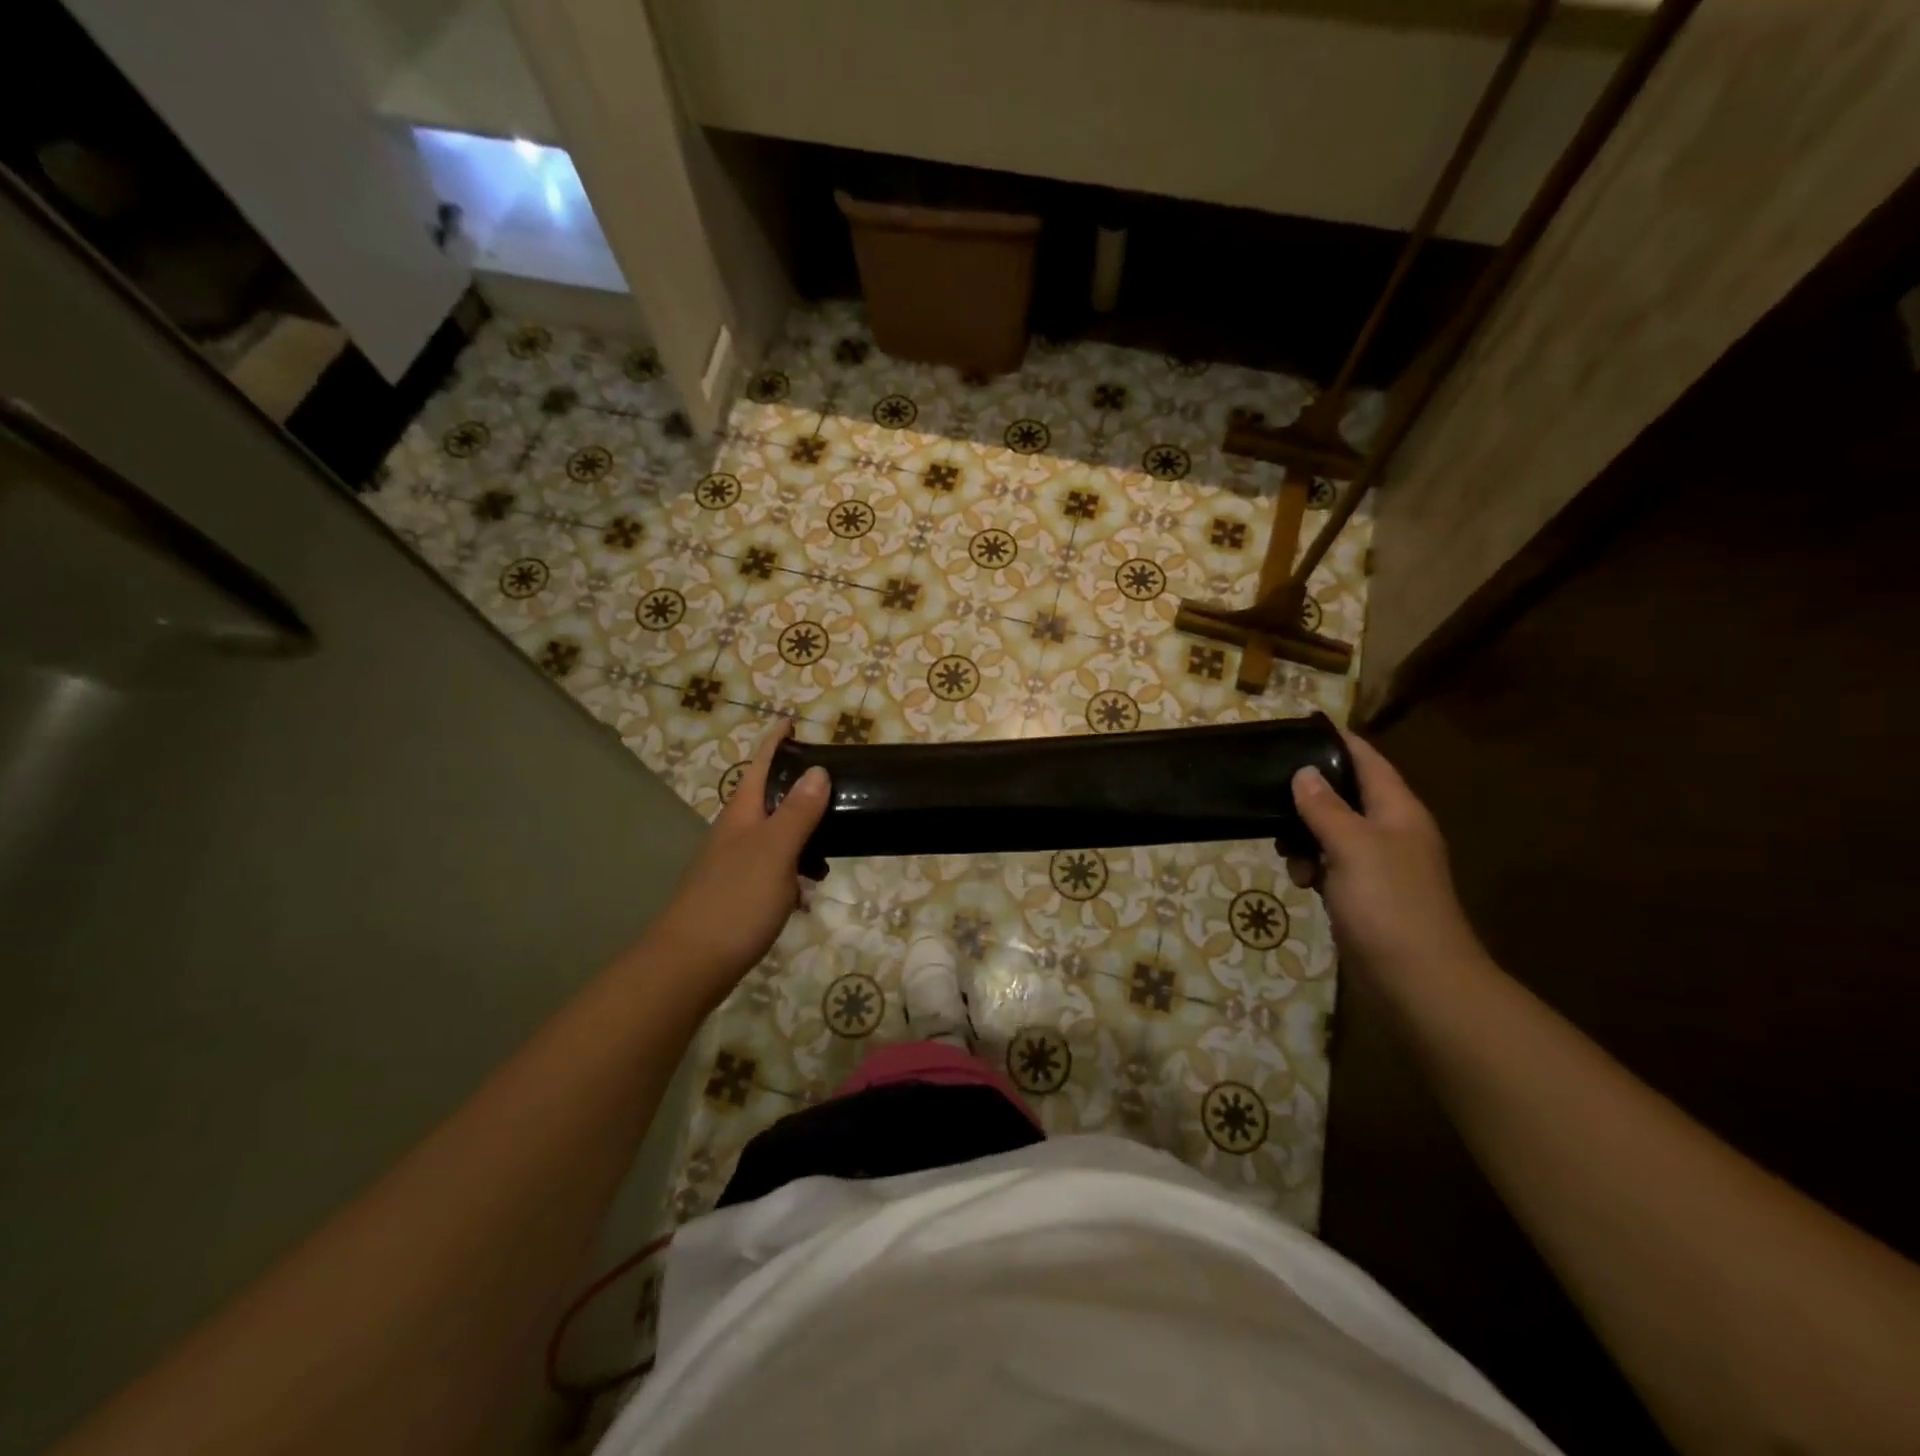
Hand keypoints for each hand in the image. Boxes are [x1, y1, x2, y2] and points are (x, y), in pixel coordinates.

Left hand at [647, 719, 830, 1011]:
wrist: (689, 965)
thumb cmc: (735, 901)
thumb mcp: (774, 852)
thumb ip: (797, 813)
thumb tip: (817, 771)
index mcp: (742, 815)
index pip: (760, 766)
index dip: (776, 743)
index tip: (792, 722)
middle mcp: (736, 834)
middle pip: (768, 798)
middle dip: (797, 788)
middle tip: (833, 784)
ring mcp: (735, 865)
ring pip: (774, 836)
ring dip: (802, 834)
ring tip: (833, 844)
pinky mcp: (739, 895)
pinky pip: (774, 870)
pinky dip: (795, 871)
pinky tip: (808, 892)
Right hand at [1288, 731, 1481, 986]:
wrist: (1418, 980)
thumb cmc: (1388, 904)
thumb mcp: (1352, 846)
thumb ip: (1325, 807)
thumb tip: (1303, 772)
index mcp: (1398, 811)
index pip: (1368, 760)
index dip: (1337, 741)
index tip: (1299, 726)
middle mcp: (1391, 831)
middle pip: (1346, 795)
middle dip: (1309, 794)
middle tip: (1270, 792)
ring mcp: (1379, 865)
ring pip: (1333, 832)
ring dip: (1305, 835)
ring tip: (1283, 848)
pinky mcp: (1365, 894)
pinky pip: (1331, 865)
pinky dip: (1311, 866)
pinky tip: (1299, 880)